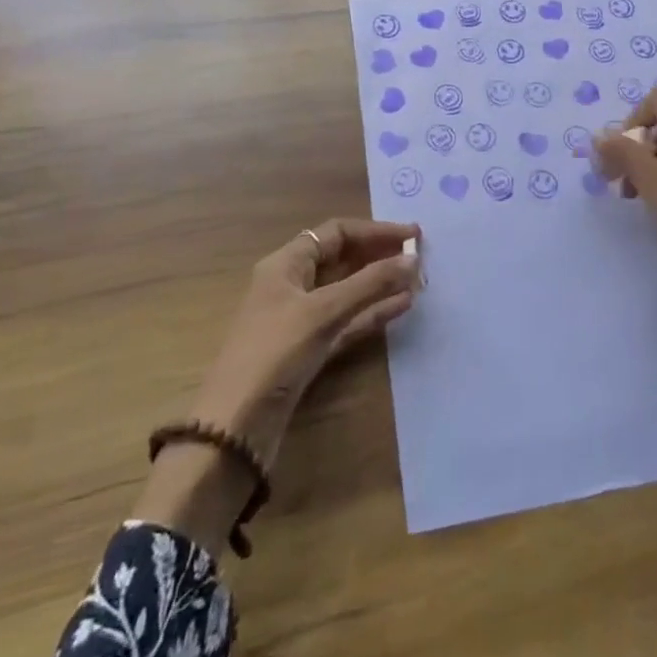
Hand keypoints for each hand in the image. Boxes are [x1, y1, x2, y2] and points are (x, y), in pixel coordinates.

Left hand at [133, 219, 420, 552]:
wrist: (236, 426)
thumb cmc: (275, 353)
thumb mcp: (324, 311)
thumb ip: (370, 283)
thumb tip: (413, 258)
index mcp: (286, 264)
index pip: (336, 232)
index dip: (375, 230)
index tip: (412, 235)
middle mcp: (293, 284)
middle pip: (342, 258)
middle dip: (379, 255)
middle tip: (419, 257)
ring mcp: (301, 319)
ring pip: (348, 291)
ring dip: (380, 284)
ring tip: (417, 280)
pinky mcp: (310, 349)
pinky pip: (348, 320)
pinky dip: (372, 312)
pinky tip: (401, 306)